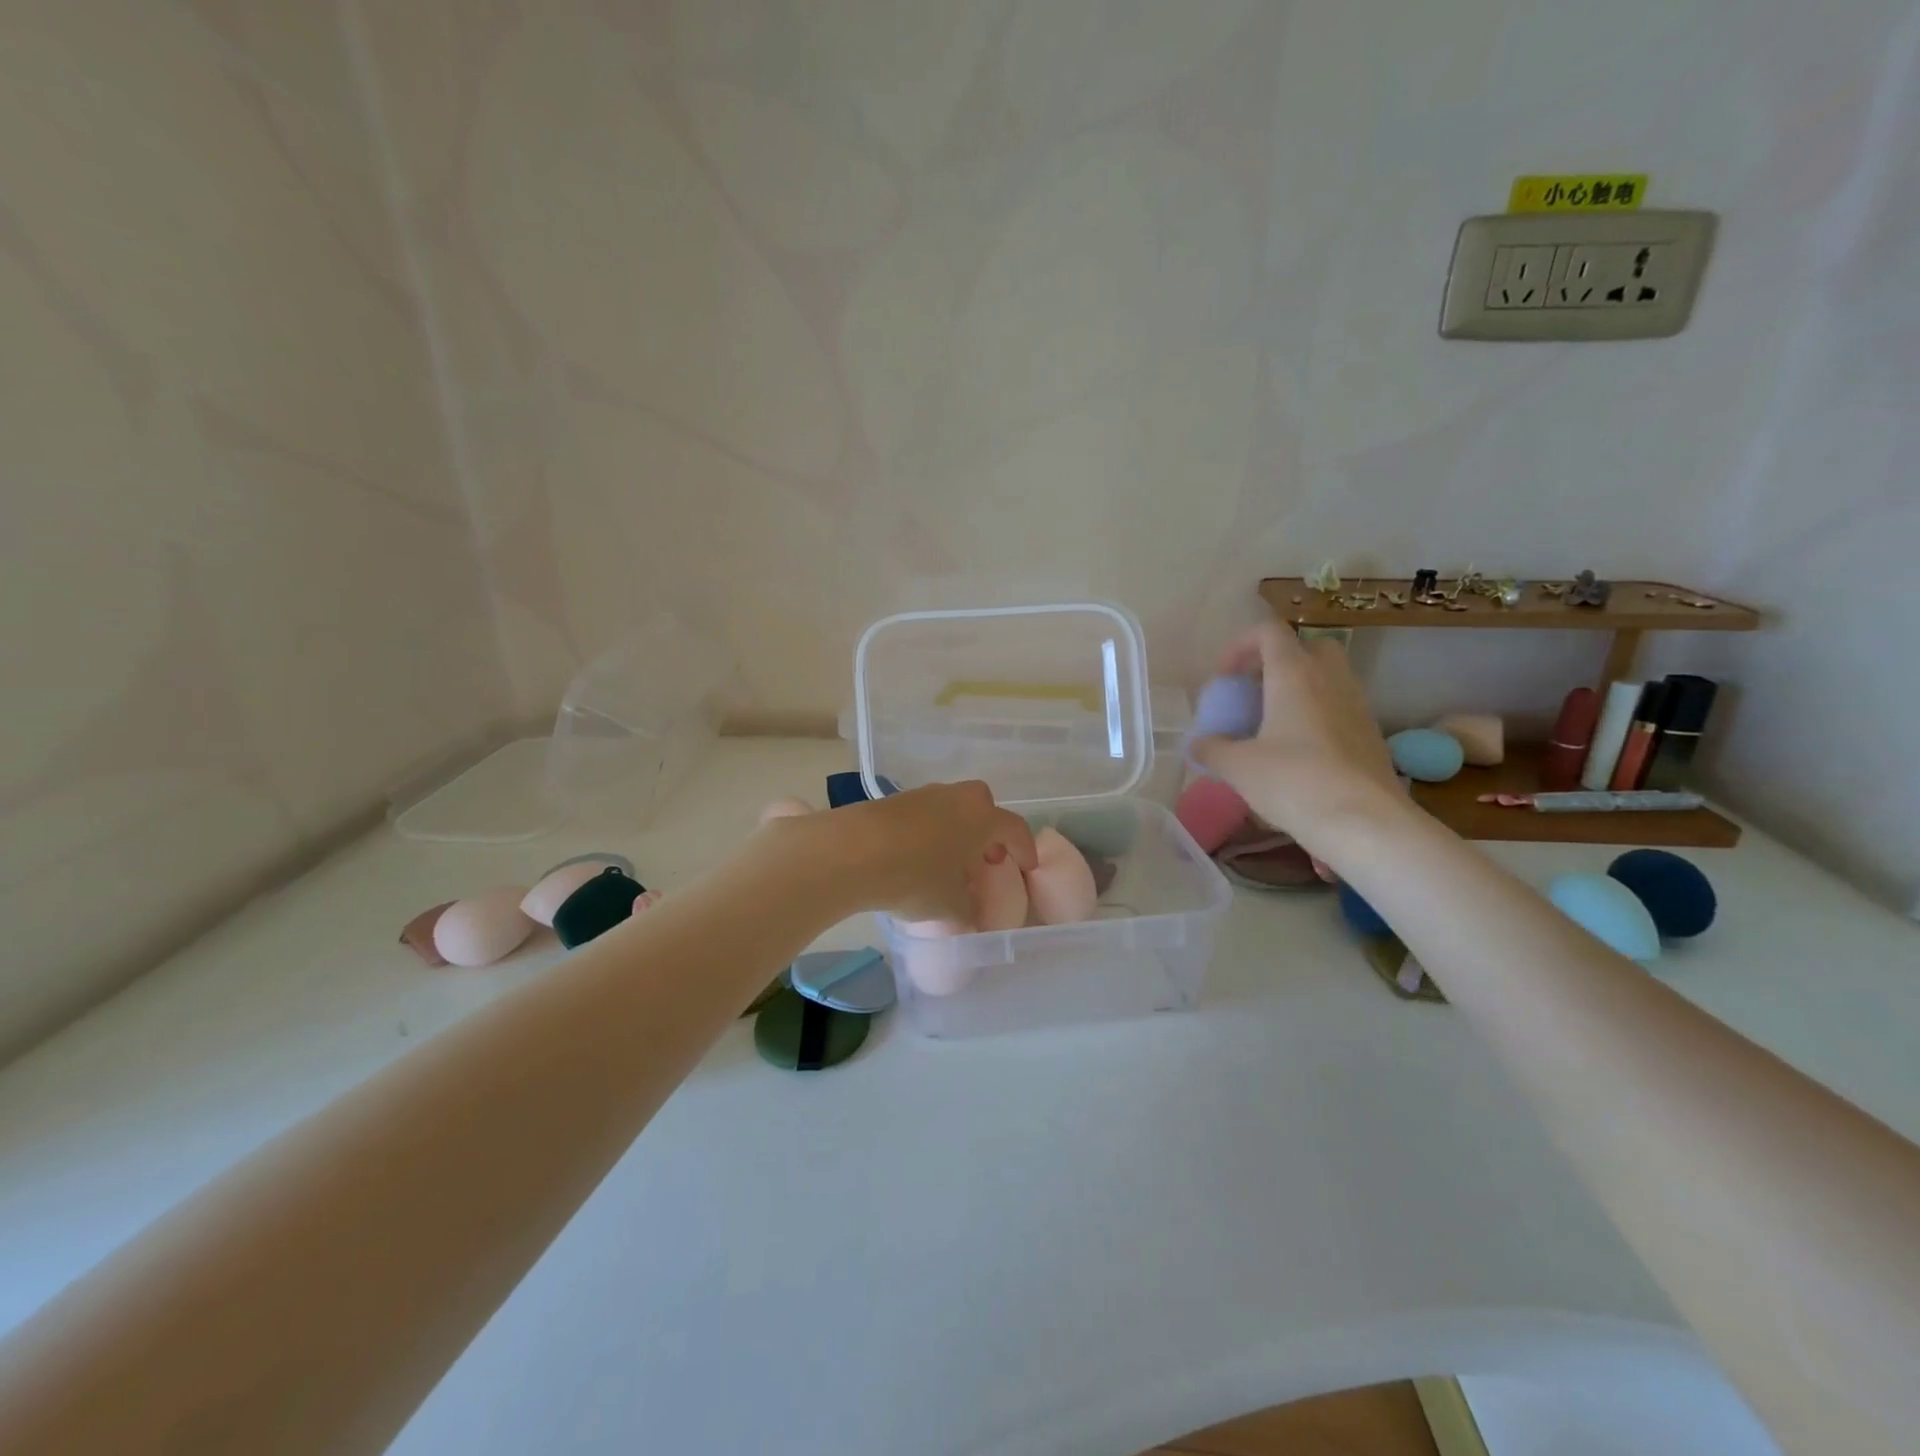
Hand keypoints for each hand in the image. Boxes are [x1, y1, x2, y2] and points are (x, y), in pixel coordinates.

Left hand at [760, 781, 1037, 922]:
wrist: (850, 852)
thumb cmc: (914, 878)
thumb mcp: (949, 907)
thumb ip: (969, 913)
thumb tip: (972, 918)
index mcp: (983, 818)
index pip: (1015, 829)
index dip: (1024, 849)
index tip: (1027, 866)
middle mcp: (958, 798)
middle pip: (985, 807)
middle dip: (991, 831)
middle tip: (987, 858)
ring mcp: (925, 795)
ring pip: (954, 808)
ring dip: (959, 829)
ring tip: (950, 860)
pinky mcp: (895, 800)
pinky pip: (927, 813)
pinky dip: (932, 830)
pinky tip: (918, 855)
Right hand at [1190, 623, 1402, 852]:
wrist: (1364, 822)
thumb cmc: (1293, 782)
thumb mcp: (1237, 767)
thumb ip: (1212, 749)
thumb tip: (1200, 744)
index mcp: (1294, 674)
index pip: (1269, 632)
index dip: (1241, 646)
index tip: (1224, 678)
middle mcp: (1330, 680)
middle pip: (1308, 648)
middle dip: (1279, 662)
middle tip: (1255, 693)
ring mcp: (1357, 706)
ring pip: (1328, 679)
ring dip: (1299, 691)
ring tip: (1273, 726)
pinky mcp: (1371, 735)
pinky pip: (1340, 709)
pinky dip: (1318, 717)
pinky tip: (1299, 753)